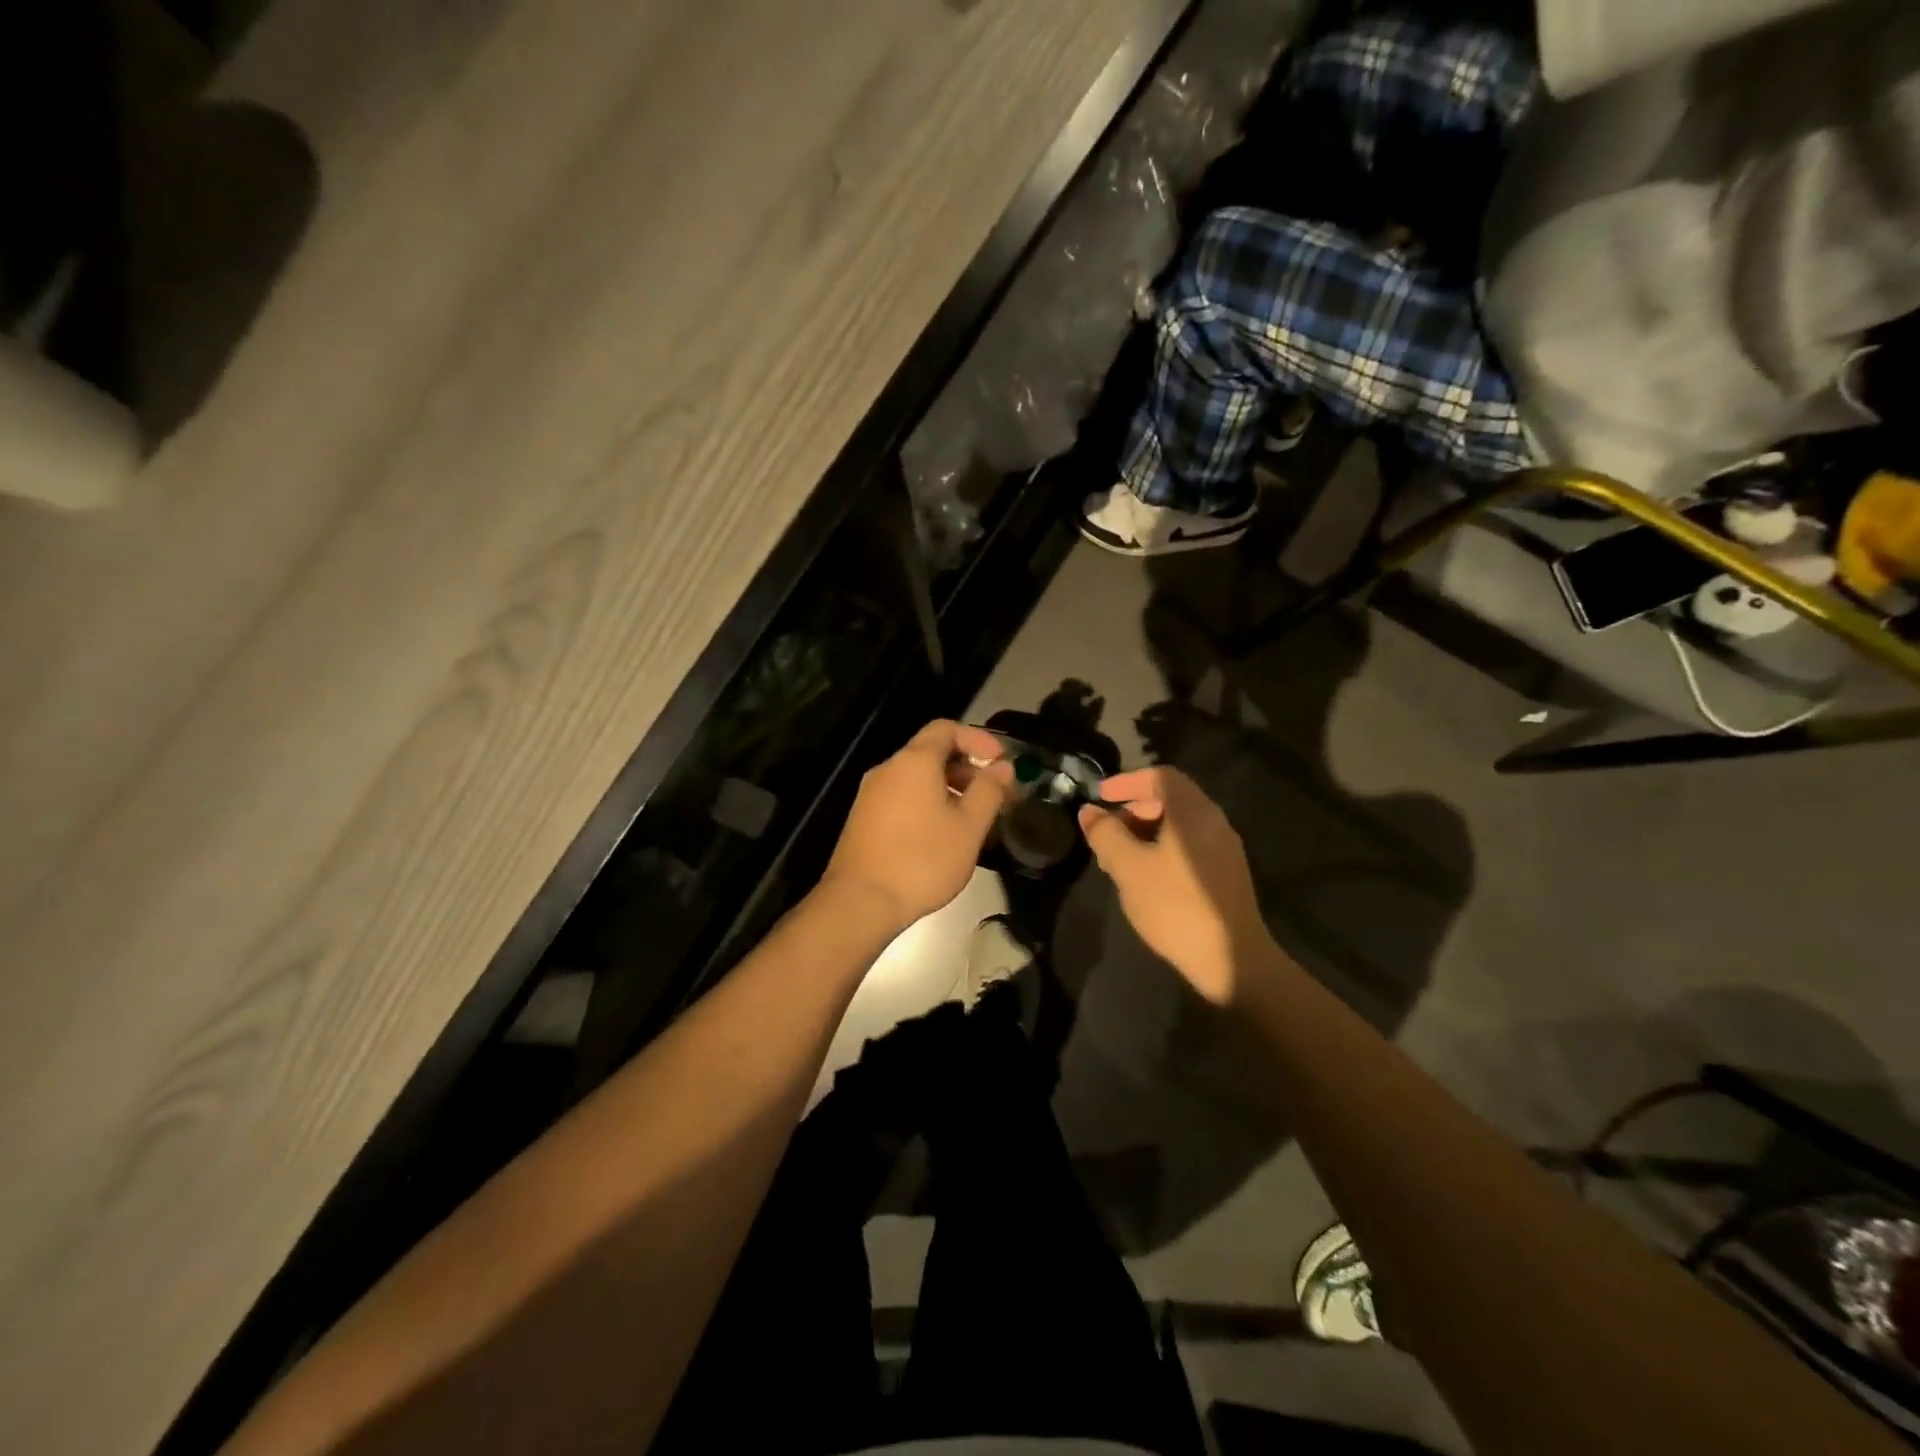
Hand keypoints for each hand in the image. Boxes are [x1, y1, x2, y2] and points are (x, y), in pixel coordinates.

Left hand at [820, 720, 1012, 933]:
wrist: (861, 901)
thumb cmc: (922, 860)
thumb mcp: (968, 826)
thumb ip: (989, 791)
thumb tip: (1003, 767)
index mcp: (914, 761)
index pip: (946, 728)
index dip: (977, 738)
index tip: (1000, 761)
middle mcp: (888, 769)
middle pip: (930, 752)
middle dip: (966, 767)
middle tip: (992, 795)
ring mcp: (871, 794)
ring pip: (916, 777)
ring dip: (947, 787)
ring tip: (971, 818)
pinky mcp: (863, 819)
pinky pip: (901, 797)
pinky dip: (926, 802)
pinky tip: (940, 834)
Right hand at [1078, 767, 1273, 1004]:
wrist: (1231, 960)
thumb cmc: (1175, 905)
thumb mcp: (1129, 867)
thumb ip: (1106, 834)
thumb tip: (1089, 812)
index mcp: (1194, 812)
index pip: (1160, 776)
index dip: (1127, 781)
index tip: (1101, 797)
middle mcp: (1214, 822)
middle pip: (1171, 799)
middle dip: (1134, 808)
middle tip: (1107, 832)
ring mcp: (1224, 849)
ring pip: (1179, 825)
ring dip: (1146, 831)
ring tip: (1119, 859)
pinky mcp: (1226, 875)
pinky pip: (1189, 846)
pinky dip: (1162, 848)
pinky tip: (1146, 878)